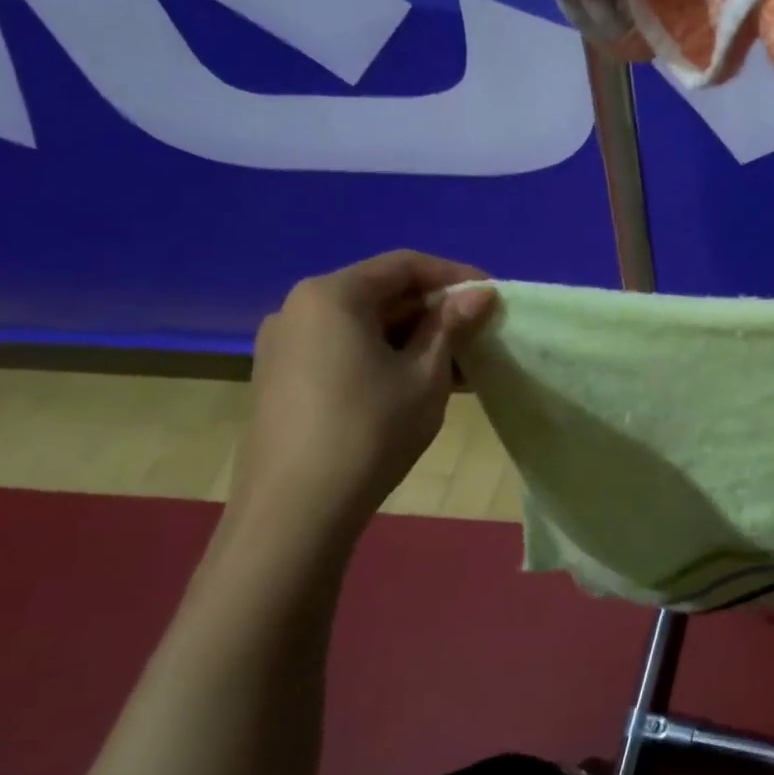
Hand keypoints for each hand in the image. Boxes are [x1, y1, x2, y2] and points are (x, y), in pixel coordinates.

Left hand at [229, 251, 497, 548]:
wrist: (296, 509)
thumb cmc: (371, 429)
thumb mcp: (426, 374)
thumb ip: (452, 325)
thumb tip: (481, 294)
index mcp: (332, 295)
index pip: (405, 265)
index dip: (455, 276)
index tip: (492, 297)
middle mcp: (299, 308)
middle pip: (381, 293)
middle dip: (434, 310)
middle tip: (478, 333)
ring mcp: (284, 344)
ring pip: (364, 325)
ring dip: (413, 338)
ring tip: (457, 365)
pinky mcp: (280, 377)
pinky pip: (343, 349)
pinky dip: (384, 356)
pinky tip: (417, 384)